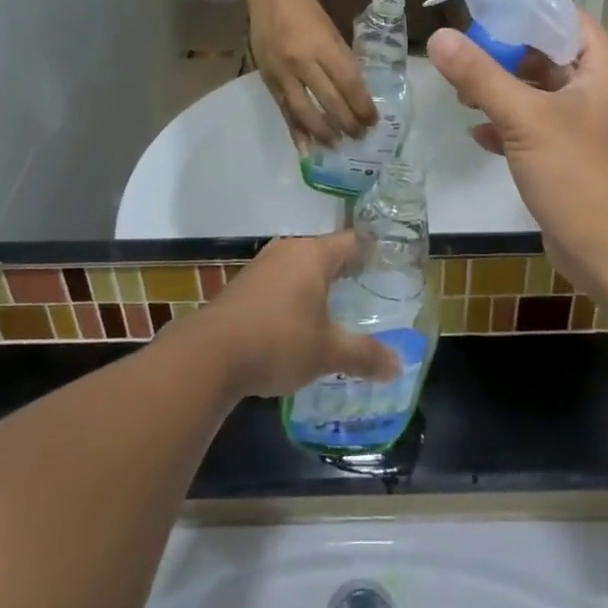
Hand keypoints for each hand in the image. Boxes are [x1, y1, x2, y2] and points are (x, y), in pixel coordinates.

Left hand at [188, 233, 401, 396]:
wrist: (209, 355)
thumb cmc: (278, 341)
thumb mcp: (328, 352)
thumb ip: (364, 355)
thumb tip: (398, 366)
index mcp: (313, 254)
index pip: (352, 242)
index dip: (373, 253)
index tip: (390, 267)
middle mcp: (287, 251)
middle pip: (325, 254)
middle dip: (345, 273)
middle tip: (369, 294)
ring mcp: (260, 267)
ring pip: (299, 270)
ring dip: (315, 288)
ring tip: (336, 312)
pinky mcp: (242, 288)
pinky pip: (278, 286)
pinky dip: (292, 300)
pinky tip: (297, 326)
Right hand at [248, 0, 375, 145]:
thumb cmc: (306, 10)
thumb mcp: (331, 30)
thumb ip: (341, 60)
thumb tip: (356, 91)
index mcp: (324, 46)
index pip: (349, 83)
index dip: (362, 106)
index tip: (374, 121)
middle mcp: (303, 62)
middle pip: (329, 101)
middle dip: (347, 123)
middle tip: (360, 137)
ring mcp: (283, 73)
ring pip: (305, 112)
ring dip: (323, 132)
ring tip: (337, 145)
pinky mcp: (268, 80)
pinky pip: (285, 111)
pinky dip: (296, 130)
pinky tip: (306, 147)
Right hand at [428, 12, 607, 280]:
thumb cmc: (575, 173)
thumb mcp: (523, 118)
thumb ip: (480, 75)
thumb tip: (439, 37)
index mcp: (604, 71)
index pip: (567, 20)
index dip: (529, 10)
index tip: (487, 6)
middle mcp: (599, 93)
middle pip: (548, 56)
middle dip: (505, 55)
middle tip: (465, 52)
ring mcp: (585, 127)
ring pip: (538, 94)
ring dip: (502, 91)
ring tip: (462, 93)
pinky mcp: (570, 157)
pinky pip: (535, 128)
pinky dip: (508, 126)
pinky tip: (476, 132)